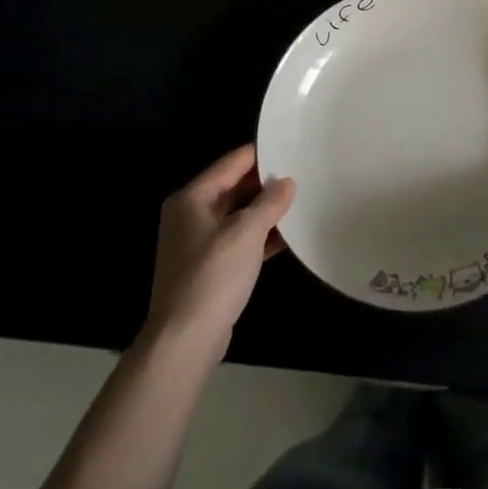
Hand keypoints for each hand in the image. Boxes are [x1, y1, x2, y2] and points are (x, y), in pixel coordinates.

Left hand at [146, 145, 295, 361]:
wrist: (185, 341)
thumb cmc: (213, 276)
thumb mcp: (246, 232)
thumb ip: (269, 202)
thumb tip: (287, 182)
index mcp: (192, 198)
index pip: (231, 162)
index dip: (261, 154)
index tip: (291, 147)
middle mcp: (191, 215)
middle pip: (234, 187)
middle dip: (266, 183)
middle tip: (302, 173)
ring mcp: (198, 243)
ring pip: (238, 215)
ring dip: (266, 211)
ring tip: (302, 201)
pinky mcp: (209, 268)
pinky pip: (239, 241)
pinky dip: (260, 237)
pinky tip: (290, 236)